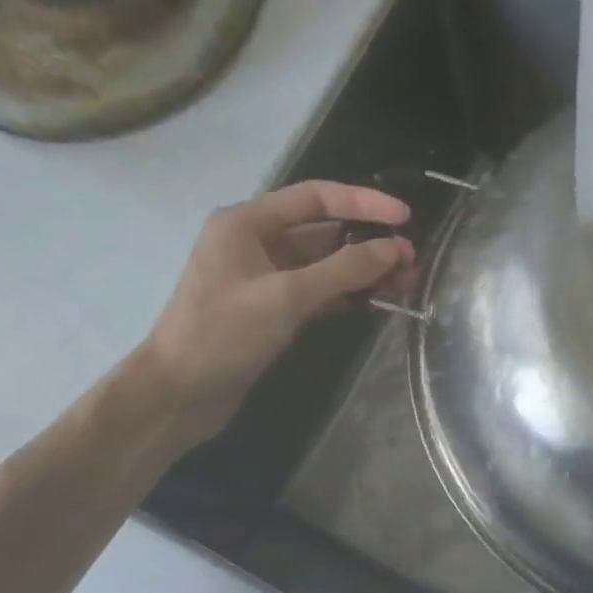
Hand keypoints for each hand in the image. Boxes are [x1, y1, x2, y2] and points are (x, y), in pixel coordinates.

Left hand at [144, 181, 413, 439]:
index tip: (405, 216)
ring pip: (323, 265)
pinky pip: (317, 292)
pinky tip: (376, 302)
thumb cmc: (225, 334)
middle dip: (368, 243)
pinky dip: (345, 295)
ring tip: (404, 284)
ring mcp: (264, 279)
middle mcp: (256, 243)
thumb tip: (394, 248)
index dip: (363, 203)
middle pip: (323, 232)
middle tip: (411, 262)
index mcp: (248, 223)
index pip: (315, 198)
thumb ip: (344, 269)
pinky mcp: (271, 310)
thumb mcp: (287, 296)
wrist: (180, 393)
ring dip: (361, 272)